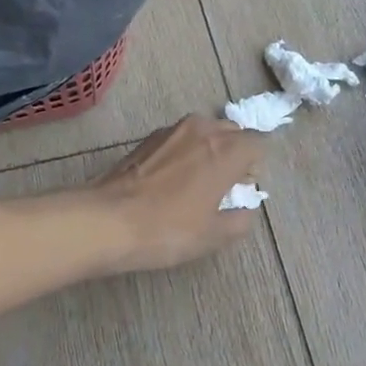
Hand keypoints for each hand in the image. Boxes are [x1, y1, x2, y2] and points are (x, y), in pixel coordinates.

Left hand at [88, 116, 265, 271]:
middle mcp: (202, 129)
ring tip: (198, 183)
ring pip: (204, 131)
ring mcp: (171, 130)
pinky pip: (180, 139)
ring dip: (209, 150)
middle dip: (235, 154)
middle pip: (232, 132)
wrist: (106, 221)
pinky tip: (172, 181)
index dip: (256, 166)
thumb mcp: (213, 236)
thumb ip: (239, 221)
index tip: (244, 189)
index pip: (258, 143)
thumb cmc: (168, 229)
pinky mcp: (147, 139)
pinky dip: (185, 152)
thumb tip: (244, 212)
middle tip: (225, 187)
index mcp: (226, 150)